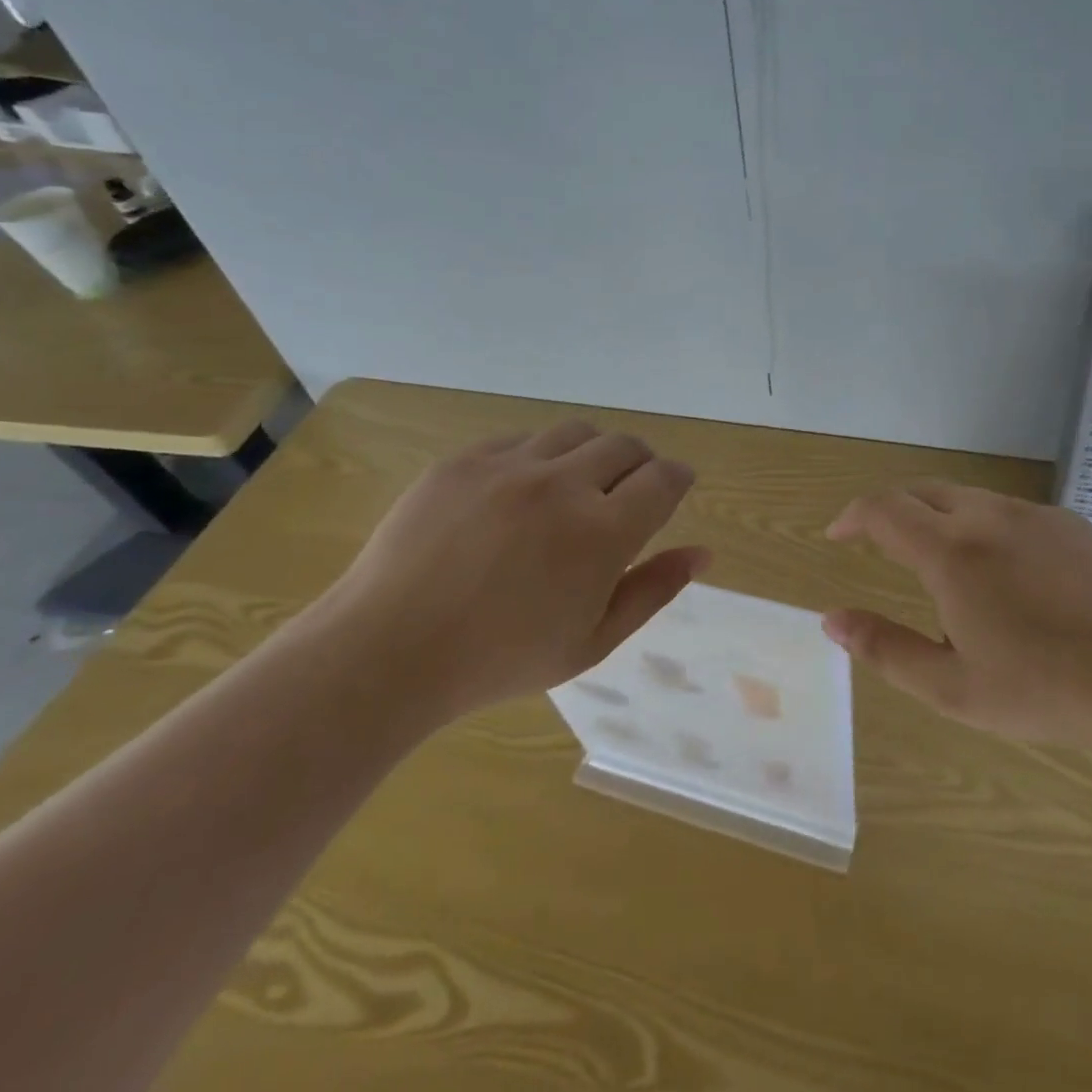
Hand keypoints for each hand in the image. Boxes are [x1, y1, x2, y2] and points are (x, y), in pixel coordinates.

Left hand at [310, 420, 708, 727]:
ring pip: (577, 432)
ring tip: (579, 485)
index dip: (678, 478)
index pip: (664, 478)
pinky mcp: (465, 460)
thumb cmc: (501, 659)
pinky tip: (523, 491)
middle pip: (626, 446)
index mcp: (602, 533)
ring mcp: (509, 466)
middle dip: (641, 463)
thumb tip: (703, 553)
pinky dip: (541, 457)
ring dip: (594, 452)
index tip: (675, 488)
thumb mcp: (593, 640)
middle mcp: (563, 485)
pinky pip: (522, 439)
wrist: (388, 650)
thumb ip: (654, 590)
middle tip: (630, 491)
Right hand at [822, 482, 1091, 783]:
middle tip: (877, 544)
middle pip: (922, 492)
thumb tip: (831, 619)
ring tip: (941, 569)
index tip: (837, 536)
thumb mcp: (952, 688)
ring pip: (967, 498)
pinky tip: (1004, 575)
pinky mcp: (1072, 524)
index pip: (883, 509)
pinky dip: (982, 527)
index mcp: (952, 553)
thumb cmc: (1045, 693)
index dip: (851, 517)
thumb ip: (885, 647)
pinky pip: (1009, 512)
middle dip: (890, 511)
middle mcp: (989, 516)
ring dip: (937, 519)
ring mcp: (1035, 515)